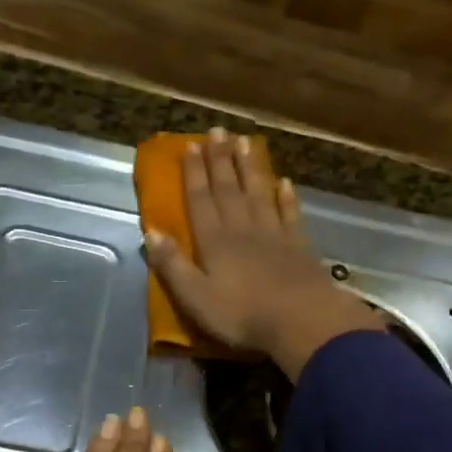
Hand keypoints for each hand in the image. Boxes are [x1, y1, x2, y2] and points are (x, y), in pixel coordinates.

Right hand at [145, 127, 384, 377]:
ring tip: (245, 142)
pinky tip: (284, 182)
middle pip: (229, 189)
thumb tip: (150, 232)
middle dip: (220, 159)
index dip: (194, 173)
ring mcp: (274, 234)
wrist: (300, 320)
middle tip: (216, 131)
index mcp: (214, 241)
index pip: (200, 200)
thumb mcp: (195, 297)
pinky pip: (290, 214)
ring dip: (250, 168)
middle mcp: (242, 229)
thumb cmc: (242, 314)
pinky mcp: (299, 246)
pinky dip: (286, 197)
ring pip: (258, 193)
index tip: (190, 146)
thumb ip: (173, 265)